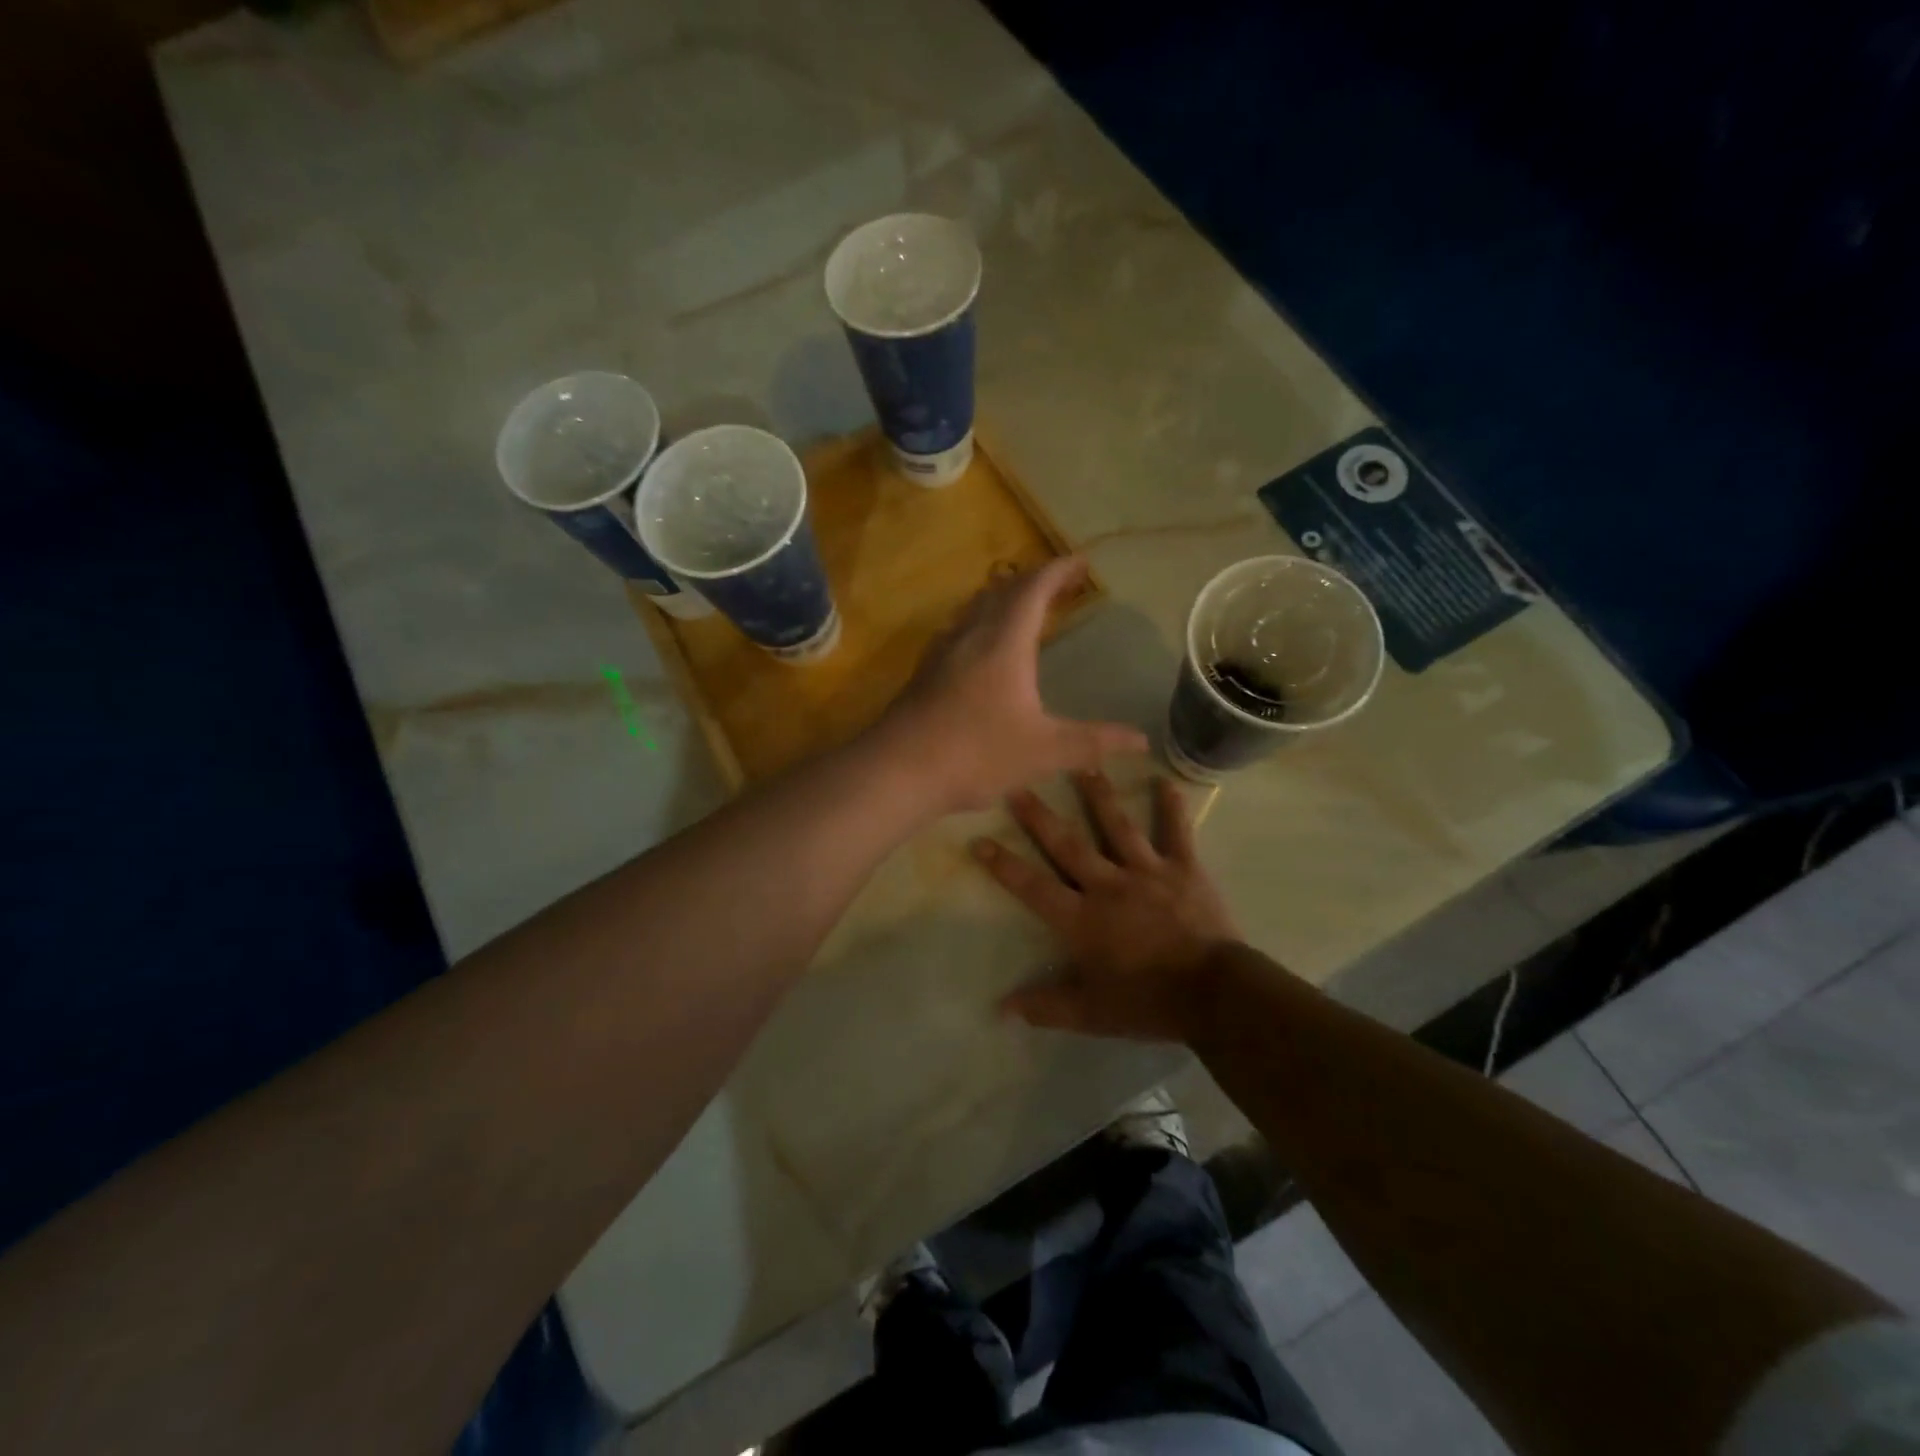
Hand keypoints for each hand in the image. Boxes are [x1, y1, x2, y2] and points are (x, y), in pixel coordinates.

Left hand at [879, 558, 1147, 812]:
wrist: (898, 770)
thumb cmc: (976, 754)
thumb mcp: (1045, 752)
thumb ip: (1094, 743)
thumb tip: (1142, 741)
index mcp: (1003, 642)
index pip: (1034, 589)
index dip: (1059, 570)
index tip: (1082, 562)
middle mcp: (970, 635)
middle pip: (1003, 590)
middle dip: (1035, 580)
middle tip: (1061, 584)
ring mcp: (941, 652)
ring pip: (975, 608)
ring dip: (1004, 599)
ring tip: (1025, 608)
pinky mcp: (924, 673)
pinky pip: (958, 630)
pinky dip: (981, 622)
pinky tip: (981, 648)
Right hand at [971, 770, 1241, 1041]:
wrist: (1214, 993)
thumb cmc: (1148, 1001)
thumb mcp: (1092, 1013)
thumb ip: (1046, 1006)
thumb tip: (1001, 1009)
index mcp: (1083, 918)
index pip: (1033, 887)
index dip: (1004, 865)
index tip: (980, 840)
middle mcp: (1109, 885)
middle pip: (1068, 845)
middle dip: (1040, 816)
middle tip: (1018, 785)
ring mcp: (1148, 872)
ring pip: (1117, 826)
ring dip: (1099, 795)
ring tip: (1083, 764)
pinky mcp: (1184, 869)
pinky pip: (1176, 832)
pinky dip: (1172, 807)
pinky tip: (1165, 780)